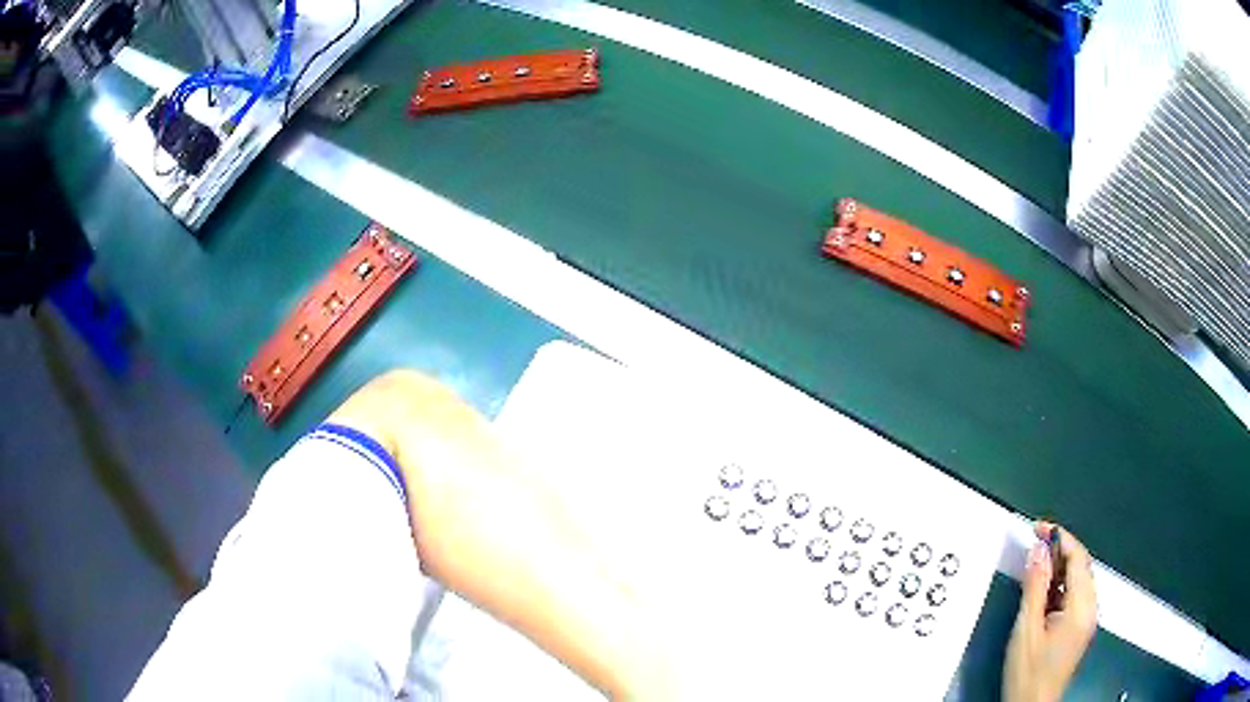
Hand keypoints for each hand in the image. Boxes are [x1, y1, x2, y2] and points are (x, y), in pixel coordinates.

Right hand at [1003, 522, 1097, 701]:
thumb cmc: (1029, 672)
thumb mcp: (1027, 629)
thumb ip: (1035, 587)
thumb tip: (1039, 549)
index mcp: (1082, 606)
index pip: (1078, 557)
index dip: (1060, 537)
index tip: (1038, 527)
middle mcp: (1090, 608)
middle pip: (1081, 566)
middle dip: (1059, 550)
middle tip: (1035, 544)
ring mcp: (1086, 619)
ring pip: (1078, 580)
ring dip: (1059, 568)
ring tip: (1035, 567)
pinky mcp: (1079, 628)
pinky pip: (1074, 595)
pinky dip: (1060, 586)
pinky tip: (1043, 593)